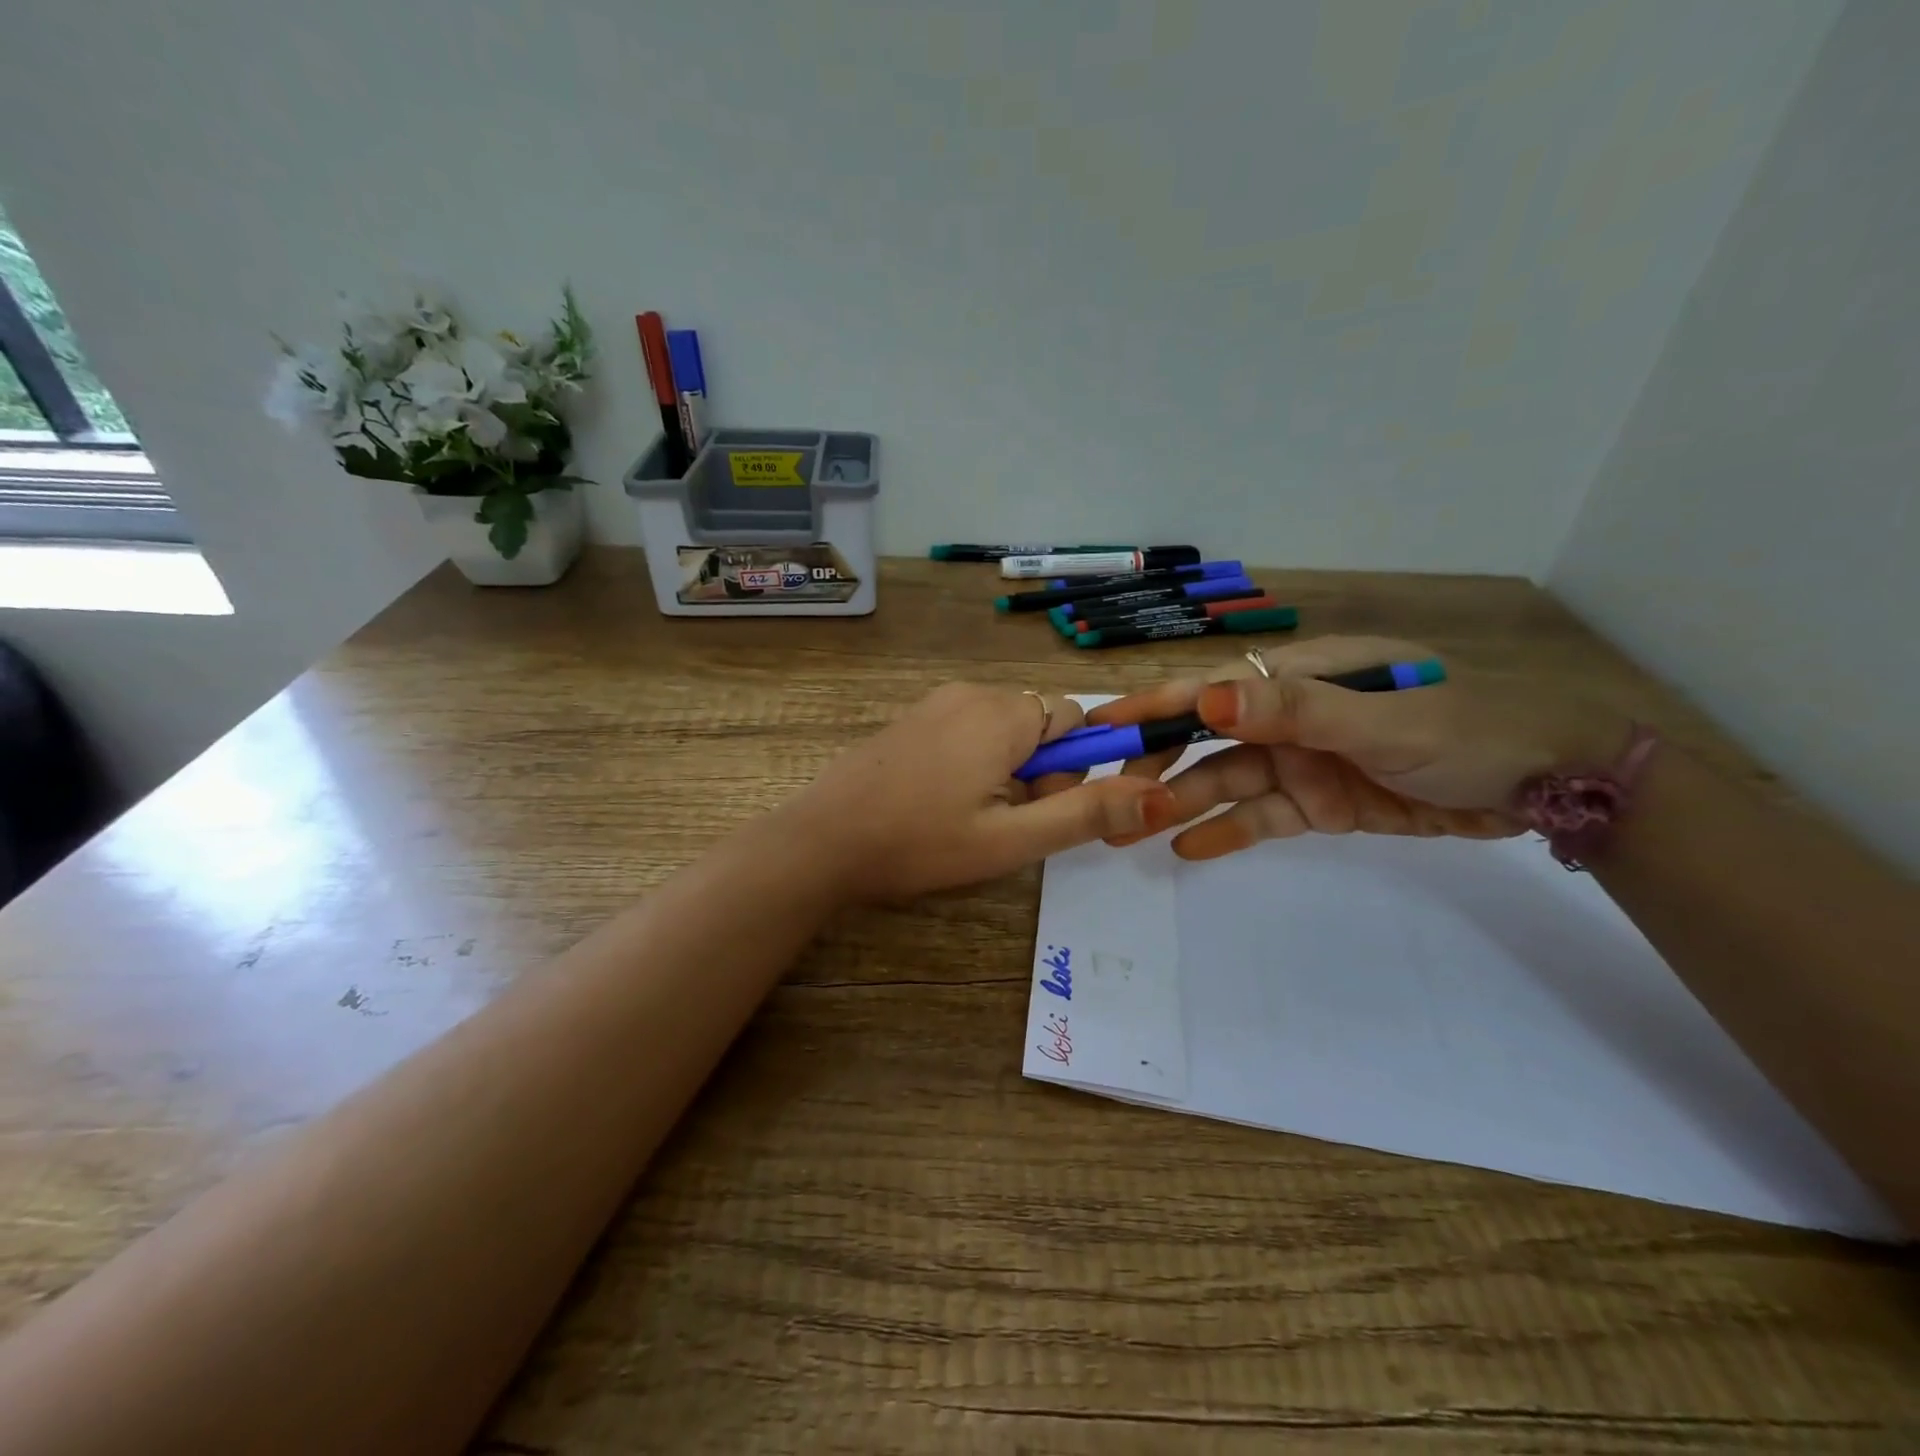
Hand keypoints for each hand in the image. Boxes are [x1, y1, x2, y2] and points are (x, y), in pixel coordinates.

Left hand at [785, 684, 1176, 899]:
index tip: (1044, 807)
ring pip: (1001, 729)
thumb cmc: (920, 843)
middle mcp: (971, 693)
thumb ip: (1086, 814)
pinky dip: (971, 762)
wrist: (821, 841)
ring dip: (1005, 769)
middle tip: (1003, 821)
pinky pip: (965, 730)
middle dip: (1039, 770)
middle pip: (1037, 723)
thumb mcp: (1011, 840)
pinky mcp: (910, 718)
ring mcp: (934, 702)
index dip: (1073, 767)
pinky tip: (939, 802)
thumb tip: (1158, 795)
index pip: (1074, 717)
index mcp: (1003, 713)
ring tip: (968, 817)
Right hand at [1080, 635, 1630, 860]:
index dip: (1154, 707)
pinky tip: (1187, 849)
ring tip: (1131, 832)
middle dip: (1157, 764)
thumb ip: (1294, 712)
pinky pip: (1261, 817)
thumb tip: (1207, 702)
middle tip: (1106, 796)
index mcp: (1301, 679)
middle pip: (1207, 740)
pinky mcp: (1320, 803)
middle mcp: (1291, 717)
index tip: (1099, 724)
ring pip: (1227, 783)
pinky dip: (1227, 832)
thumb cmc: (1468, 731)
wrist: (1549, 786)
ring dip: (1181, 805)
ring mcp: (1304, 762)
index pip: (1212, 691)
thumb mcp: (1379, 720)